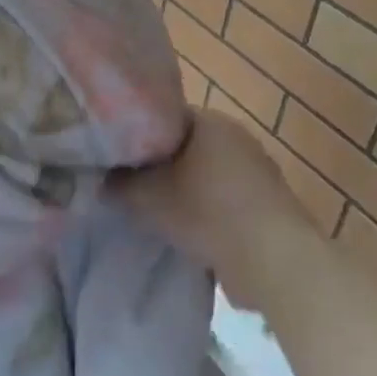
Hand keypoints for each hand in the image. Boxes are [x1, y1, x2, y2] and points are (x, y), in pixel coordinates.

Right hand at [108, 109, 309, 306]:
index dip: (137, 134)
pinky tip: (189, 228)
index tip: (118, 156)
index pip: (164, 116)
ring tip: (156, 210)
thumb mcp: (146, 198)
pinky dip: (207, 209)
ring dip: (185, 188)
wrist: (272, 259)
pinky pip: (225, 198)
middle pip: (186, 145)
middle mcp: (237, 136)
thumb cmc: (206, 212)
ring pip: (206, 173)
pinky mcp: (267, 202)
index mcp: (210, 121)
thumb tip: (104, 181)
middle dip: (161, 164)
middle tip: (131, 184)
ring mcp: (257, 169)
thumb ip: (119, 185)